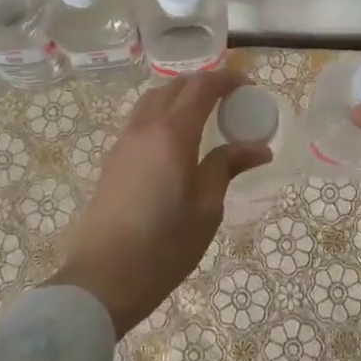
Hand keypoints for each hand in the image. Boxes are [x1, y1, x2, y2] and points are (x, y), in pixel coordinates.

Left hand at [45, 70, 268, 337]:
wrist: (103, 280)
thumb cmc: (164, 247)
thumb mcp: (206, 208)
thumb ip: (227, 167)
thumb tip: (258, 148)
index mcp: (173, 134)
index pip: (201, 88)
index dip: (226, 80)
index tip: (248, 86)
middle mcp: (145, 127)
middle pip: (174, 87)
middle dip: (203, 83)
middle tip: (229, 99)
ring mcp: (123, 142)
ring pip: (152, 99)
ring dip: (179, 95)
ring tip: (202, 113)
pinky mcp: (112, 159)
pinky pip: (140, 119)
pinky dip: (162, 112)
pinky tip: (174, 138)